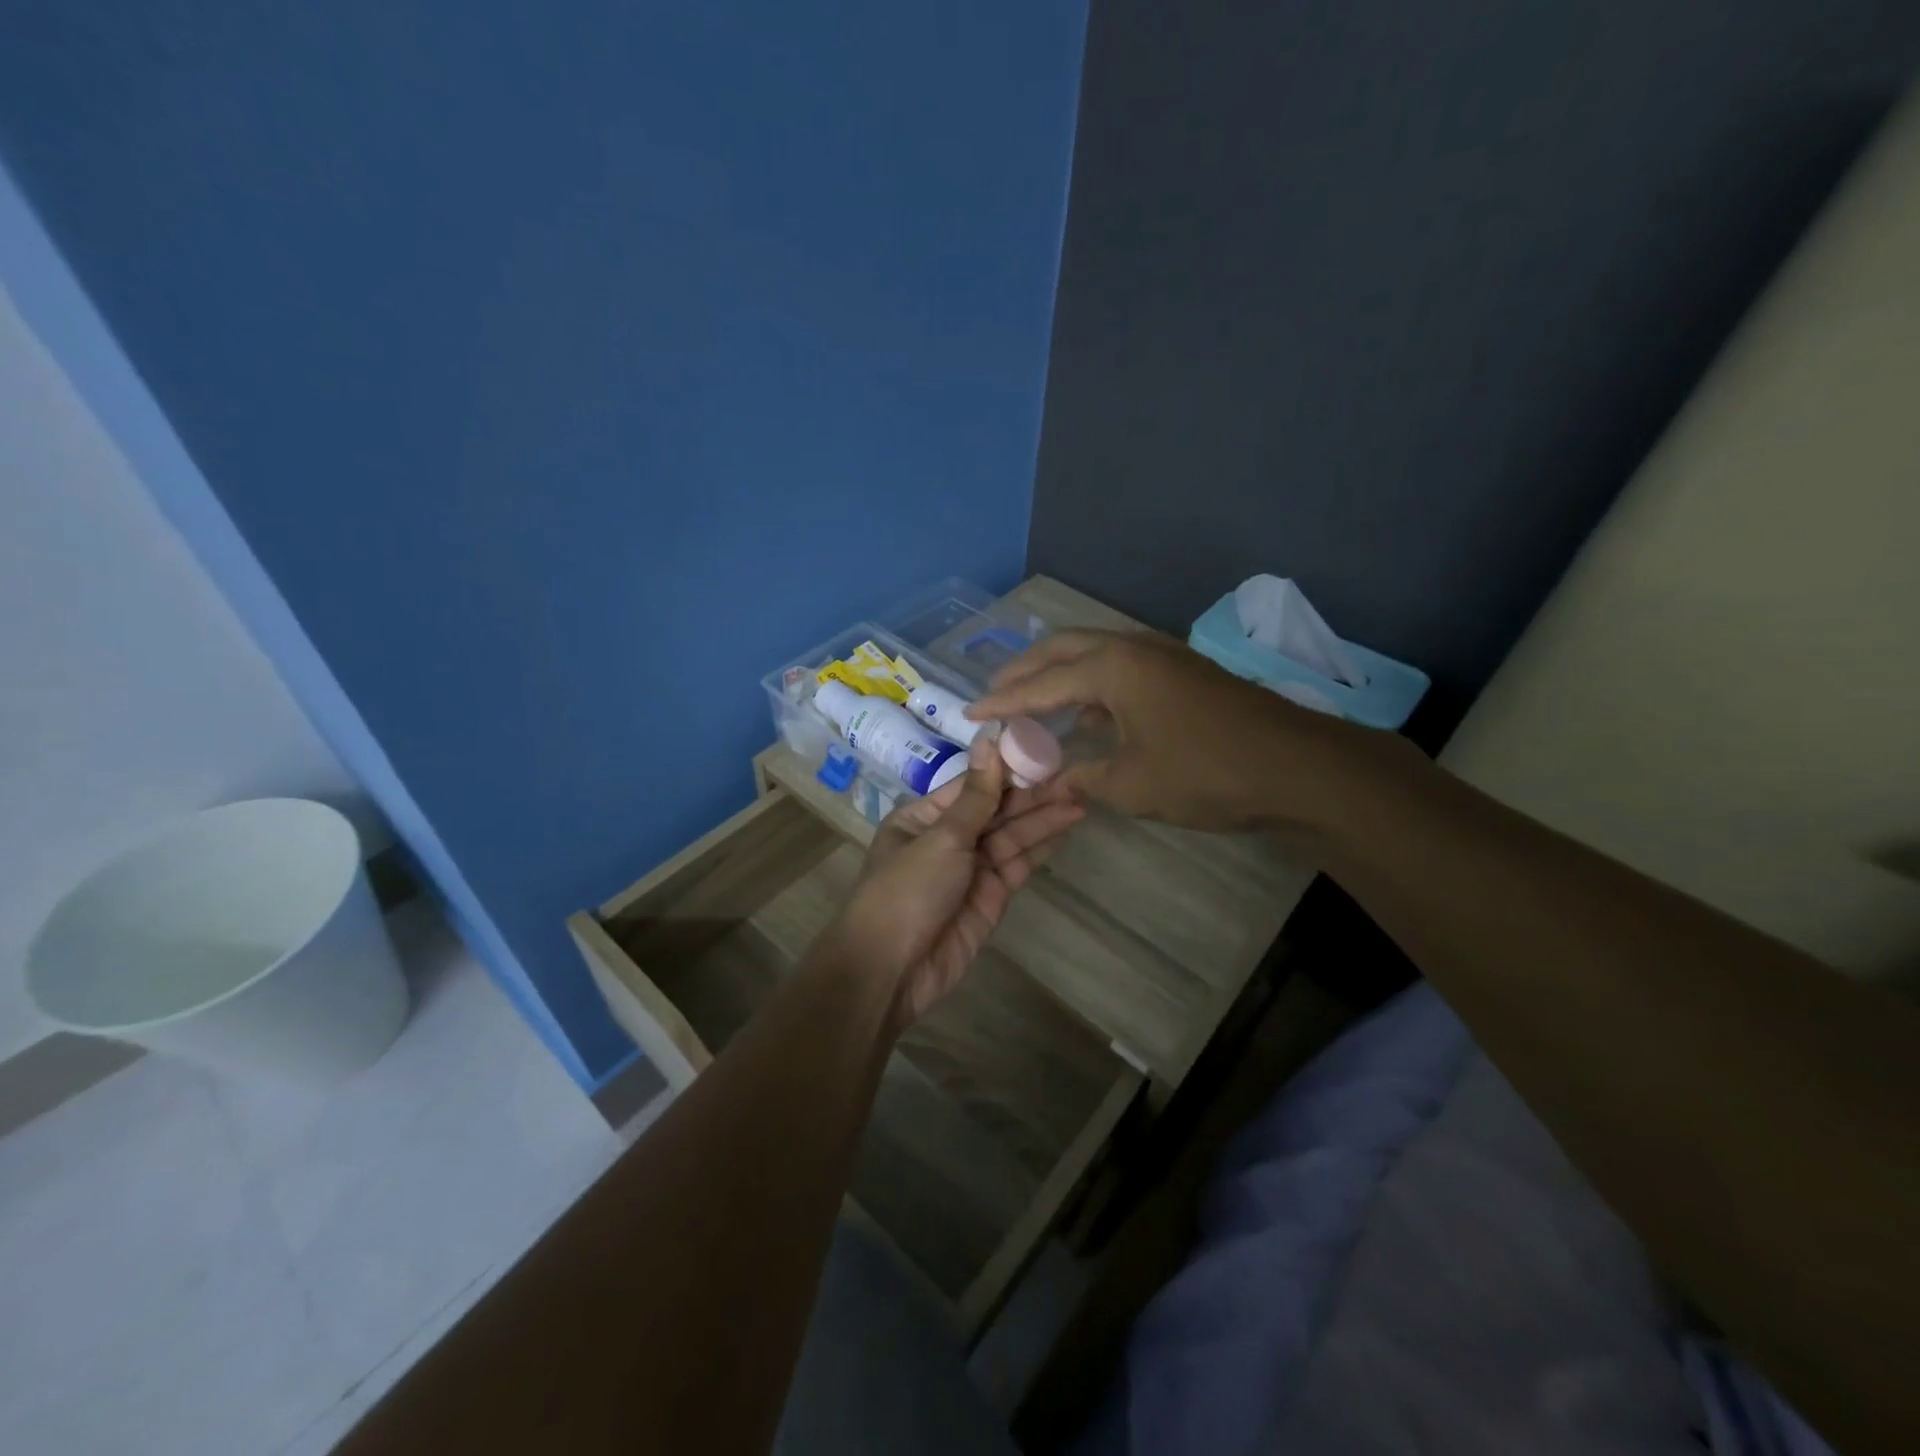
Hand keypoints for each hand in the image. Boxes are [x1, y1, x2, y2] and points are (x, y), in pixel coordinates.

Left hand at [834, 738, 1085, 1025]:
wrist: (892, 970)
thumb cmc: (906, 891)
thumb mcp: (941, 837)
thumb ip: (977, 795)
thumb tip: (989, 737)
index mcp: (924, 817)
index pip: (973, 785)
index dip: (1008, 768)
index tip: (1043, 749)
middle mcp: (948, 839)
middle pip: (996, 810)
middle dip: (1033, 794)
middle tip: (1075, 776)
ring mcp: (971, 869)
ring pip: (1012, 836)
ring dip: (1044, 818)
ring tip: (1082, 796)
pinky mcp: (991, 897)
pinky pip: (1019, 864)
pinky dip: (1042, 846)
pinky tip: (1067, 826)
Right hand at [969, 629, 1392, 832]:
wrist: (1298, 768)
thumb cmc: (1206, 773)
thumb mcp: (1131, 784)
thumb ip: (1081, 779)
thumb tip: (1047, 784)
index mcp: (1113, 668)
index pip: (1041, 683)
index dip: (1003, 700)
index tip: (971, 713)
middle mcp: (1132, 648)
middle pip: (1062, 649)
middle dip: (1024, 671)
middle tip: (995, 695)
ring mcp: (1162, 654)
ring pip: (1093, 652)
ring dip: (1058, 673)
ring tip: (1031, 700)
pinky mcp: (1182, 671)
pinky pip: (1119, 666)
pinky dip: (1091, 683)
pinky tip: (1086, 713)